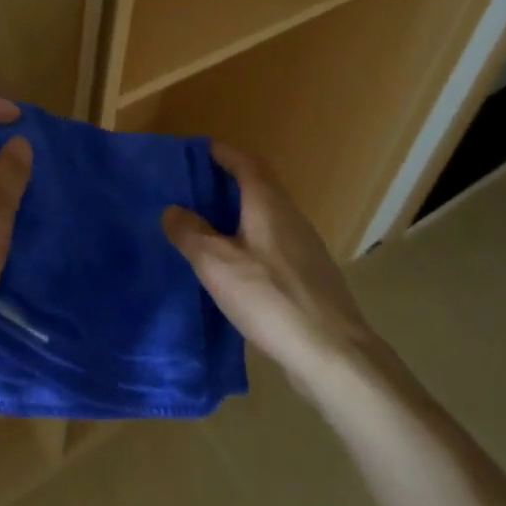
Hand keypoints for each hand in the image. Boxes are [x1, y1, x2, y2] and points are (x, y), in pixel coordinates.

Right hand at [163, 143, 378, 382]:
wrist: (332, 353)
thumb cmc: (270, 297)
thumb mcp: (216, 263)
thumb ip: (190, 232)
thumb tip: (172, 210)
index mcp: (268, 203)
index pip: (245, 162)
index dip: (222, 153)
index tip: (198, 152)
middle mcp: (290, 216)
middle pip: (258, 186)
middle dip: (227, 183)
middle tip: (193, 190)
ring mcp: (304, 247)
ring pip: (266, 217)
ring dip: (238, 214)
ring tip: (206, 227)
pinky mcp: (309, 276)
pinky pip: (273, 243)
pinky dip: (250, 241)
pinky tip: (234, 267)